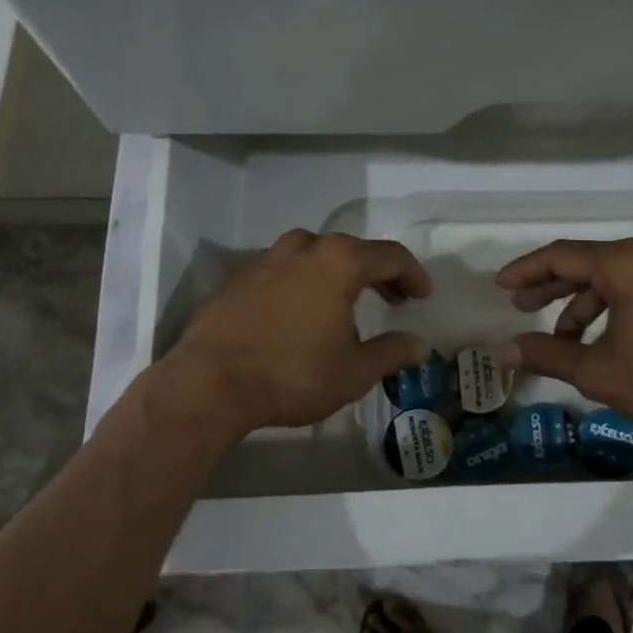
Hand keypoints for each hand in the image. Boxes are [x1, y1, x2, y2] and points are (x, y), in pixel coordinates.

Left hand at [163, 230, 432, 434]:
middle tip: (393, 299)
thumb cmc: (292, 374)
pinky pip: (284, 269)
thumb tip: (419, 346)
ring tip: (346, 302)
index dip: (413, 274)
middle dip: (378, 272)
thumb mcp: (353, 372)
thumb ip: (391, 353)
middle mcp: (304, 248)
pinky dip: (304, 281)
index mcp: (339, 262)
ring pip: (314, 254)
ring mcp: (266, 259)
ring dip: (338, 272)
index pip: (390, 255)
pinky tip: (302, 311)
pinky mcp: (239, 277)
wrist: (209, 383)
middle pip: (352, 250)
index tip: (422, 296)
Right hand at [496, 237, 632, 443]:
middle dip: (550, 286)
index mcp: (625, 263)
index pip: (561, 256)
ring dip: (581, 305)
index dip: (526, 271)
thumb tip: (506, 350)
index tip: (500, 286)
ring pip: (610, 277)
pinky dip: (609, 306)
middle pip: (585, 262)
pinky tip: (599, 338)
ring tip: (562, 340)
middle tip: (521, 307)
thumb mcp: (598, 372)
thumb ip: (548, 355)